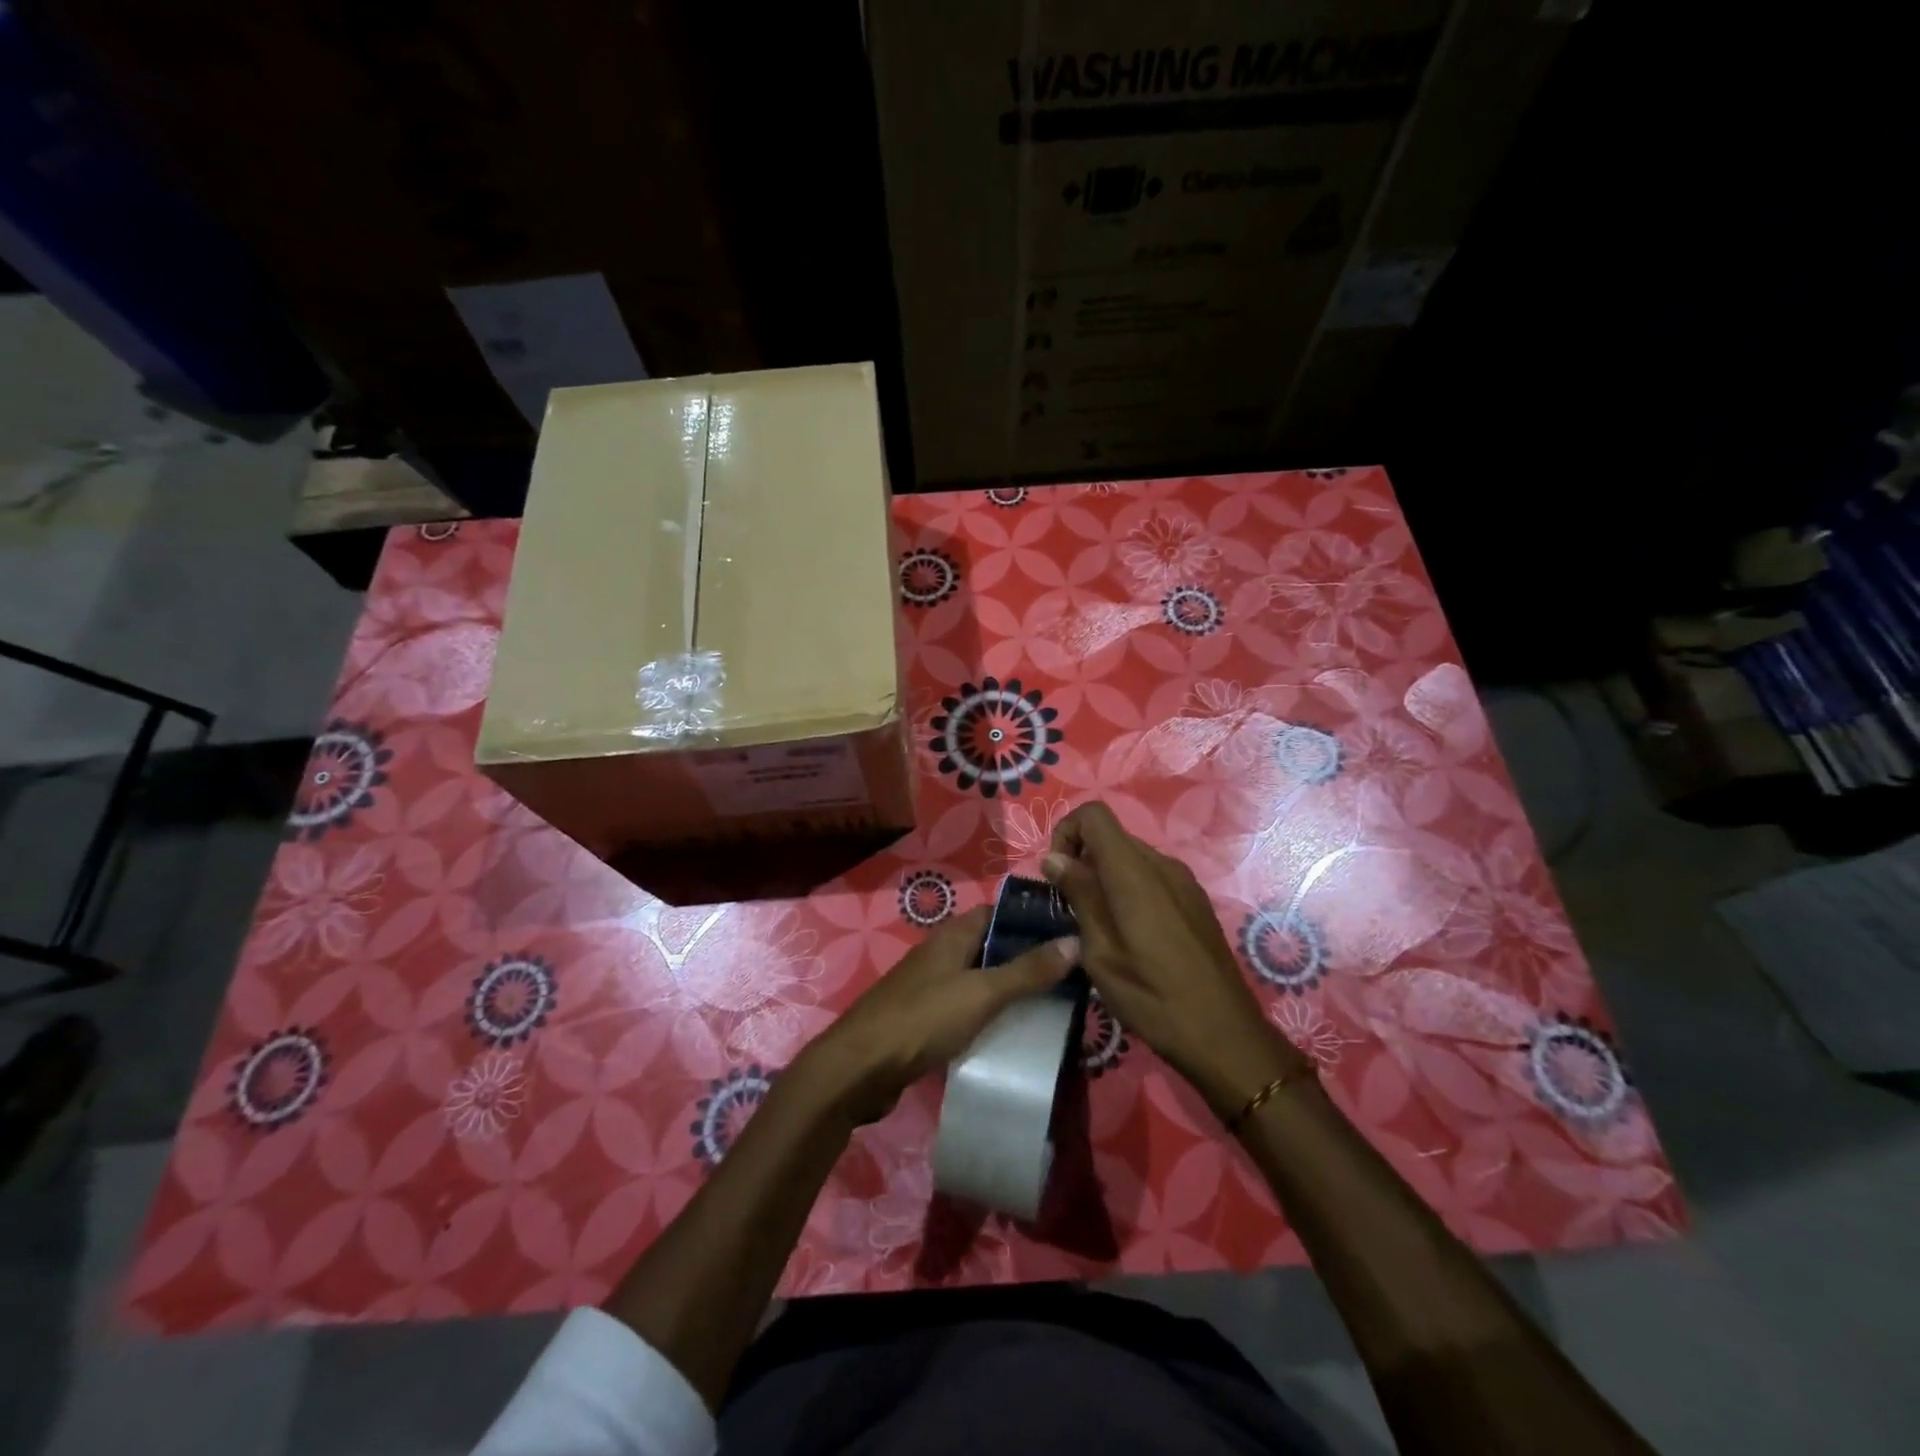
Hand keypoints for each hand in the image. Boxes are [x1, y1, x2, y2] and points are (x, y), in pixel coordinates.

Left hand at [791, 906, 1076, 1126]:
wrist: (860, 1068)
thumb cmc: (923, 1019)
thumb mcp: (982, 993)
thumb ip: (1027, 971)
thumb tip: (1074, 940)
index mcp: (952, 936)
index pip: (998, 912)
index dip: (1031, 919)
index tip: (1070, 932)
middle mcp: (941, 954)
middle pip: (991, 946)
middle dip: (1027, 957)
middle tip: (1071, 974)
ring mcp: (931, 987)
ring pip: (979, 979)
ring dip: (1010, 988)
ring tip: (1053, 1003)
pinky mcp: (925, 1019)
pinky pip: (966, 1007)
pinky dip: (990, 1014)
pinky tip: (1012, 1032)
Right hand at [1043, 802, 1304, 1118]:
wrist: (1224, 1034)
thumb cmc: (1151, 996)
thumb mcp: (1101, 951)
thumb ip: (1079, 896)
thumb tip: (1054, 857)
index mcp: (1134, 872)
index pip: (1093, 815)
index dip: (1066, 833)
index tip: (1057, 876)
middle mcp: (1162, 864)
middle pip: (1112, 835)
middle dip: (1082, 859)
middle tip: (1071, 909)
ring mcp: (1184, 881)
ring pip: (1131, 857)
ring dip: (1105, 877)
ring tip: (1098, 926)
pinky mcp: (1195, 901)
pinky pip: (1152, 877)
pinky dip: (1129, 889)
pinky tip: (1131, 935)